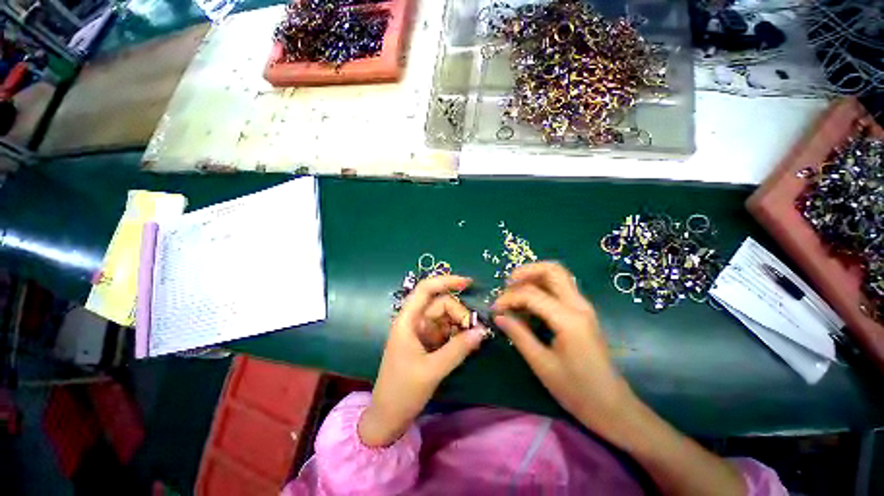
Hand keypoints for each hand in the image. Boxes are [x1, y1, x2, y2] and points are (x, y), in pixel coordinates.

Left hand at [359, 275, 489, 446]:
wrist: (388, 417)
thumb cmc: (403, 391)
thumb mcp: (432, 370)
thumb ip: (458, 349)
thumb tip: (482, 331)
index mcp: (407, 321)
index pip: (425, 289)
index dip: (446, 281)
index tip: (468, 283)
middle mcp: (414, 321)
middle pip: (440, 304)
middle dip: (459, 313)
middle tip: (474, 331)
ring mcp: (421, 332)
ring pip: (445, 317)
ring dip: (460, 324)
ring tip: (472, 339)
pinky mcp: (427, 343)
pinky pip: (445, 330)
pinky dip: (457, 334)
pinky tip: (467, 344)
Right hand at [492, 262, 633, 430]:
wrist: (613, 407)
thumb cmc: (577, 391)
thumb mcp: (542, 364)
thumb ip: (519, 335)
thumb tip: (499, 316)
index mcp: (569, 319)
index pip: (532, 294)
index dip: (509, 298)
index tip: (495, 309)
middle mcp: (579, 306)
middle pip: (552, 270)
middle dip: (526, 271)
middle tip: (507, 284)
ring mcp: (583, 307)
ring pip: (557, 276)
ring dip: (534, 277)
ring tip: (514, 290)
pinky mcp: (582, 313)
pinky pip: (560, 288)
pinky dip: (541, 287)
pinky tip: (528, 302)